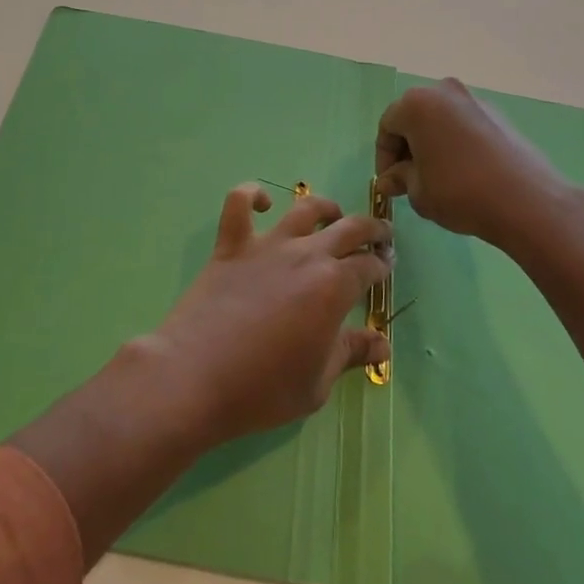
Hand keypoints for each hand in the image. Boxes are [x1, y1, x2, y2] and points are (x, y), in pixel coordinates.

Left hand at [145, 184, 390, 449]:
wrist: (196, 377)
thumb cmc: (263, 389)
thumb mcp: (317, 383)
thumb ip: (351, 354)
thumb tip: (383, 345)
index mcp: (334, 287)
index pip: (369, 267)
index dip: (382, 266)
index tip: (386, 268)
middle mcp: (306, 255)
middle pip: (349, 228)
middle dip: (372, 229)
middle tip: (379, 235)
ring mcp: (267, 245)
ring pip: (304, 208)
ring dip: (325, 207)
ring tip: (333, 214)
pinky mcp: (231, 245)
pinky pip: (239, 203)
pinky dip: (251, 195)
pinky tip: (262, 202)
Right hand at [376, 79, 583, 251]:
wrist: (526, 200)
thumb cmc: (459, 191)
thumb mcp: (418, 192)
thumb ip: (399, 179)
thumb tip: (390, 180)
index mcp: (416, 104)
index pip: (387, 126)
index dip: (384, 157)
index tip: (391, 184)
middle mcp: (444, 91)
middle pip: (414, 117)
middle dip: (408, 147)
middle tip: (410, 180)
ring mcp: (474, 99)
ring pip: (441, 120)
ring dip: (432, 144)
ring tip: (438, 177)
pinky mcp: (498, 114)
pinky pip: (464, 125)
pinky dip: (456, 143)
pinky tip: (464, 172)